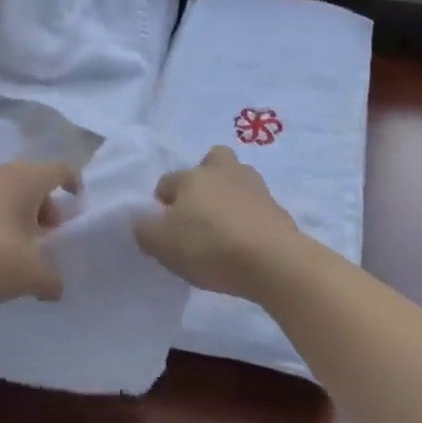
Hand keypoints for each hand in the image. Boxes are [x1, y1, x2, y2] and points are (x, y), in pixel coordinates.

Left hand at [0, 161, 78, 308]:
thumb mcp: (31, 276)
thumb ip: (51, 280)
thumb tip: (56, 288)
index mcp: (25, 179)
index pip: (59, 169)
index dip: (73, 183)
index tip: (77, 202)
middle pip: (30, 180)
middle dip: (43, 205)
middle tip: (46, 234)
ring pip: (2, 190)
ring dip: (14, 211)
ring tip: (16, 244)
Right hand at [136, 146, 305, 299]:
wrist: (273, 260)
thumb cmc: (210, 245)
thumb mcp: (161, 244)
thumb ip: (144, 230)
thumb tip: (144, 222)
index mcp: (191, 176)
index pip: (166, 182)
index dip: (162, 204)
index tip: (164, 229)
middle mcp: (222, 171)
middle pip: (210, 162)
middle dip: (202, 180)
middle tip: (198, 212)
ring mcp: (254, 186)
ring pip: (235, 181)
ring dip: (228, 197)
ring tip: (223, 228)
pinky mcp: (277, 207)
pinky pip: (254, 206)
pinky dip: (247, 217)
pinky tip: (244, 241)